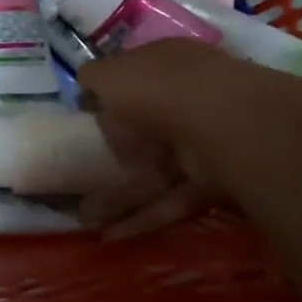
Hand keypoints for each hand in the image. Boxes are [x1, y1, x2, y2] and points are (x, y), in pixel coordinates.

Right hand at [76, 41, 261, 239]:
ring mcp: (203, 142)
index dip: (109, 97)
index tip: (84, 122)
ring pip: (156, 170)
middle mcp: (187, 98)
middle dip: (116, 153)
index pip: (135, 78)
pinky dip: (144, 217)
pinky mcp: (212, 182)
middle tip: (82, 176)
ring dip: (122, 195)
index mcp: (165, 65)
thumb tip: (86, 87)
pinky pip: (171, 199)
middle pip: (147, 128)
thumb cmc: (157, 88)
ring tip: (87, 218)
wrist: (219, 125)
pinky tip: (112, 236)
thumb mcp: (110, 75)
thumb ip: (94, 79)